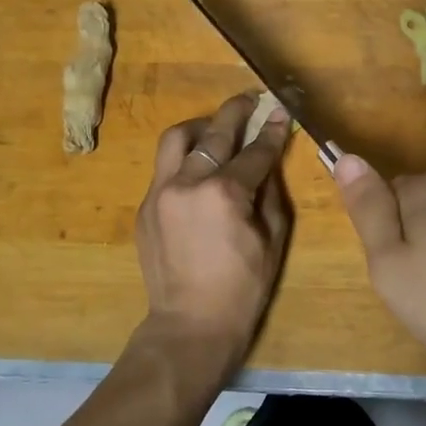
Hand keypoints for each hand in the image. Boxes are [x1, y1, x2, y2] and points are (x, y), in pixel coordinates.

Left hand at [132, 92, 292, 382]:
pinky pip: (164, 168)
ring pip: (176, 140)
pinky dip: (183, 158)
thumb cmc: (243, 288)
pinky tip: (198, 166)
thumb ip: (271, 191)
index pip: (254, 151)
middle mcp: (188, 183)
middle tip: (250, 100)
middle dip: (236, 112)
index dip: (272, 130)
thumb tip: (269, 159)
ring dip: (200, 126)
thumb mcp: (272, 239)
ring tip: (216, 127)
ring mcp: (160, 193)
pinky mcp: (145, 207)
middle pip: (214, 133)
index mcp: (225, 193)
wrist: (190, 325)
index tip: (280, 111)